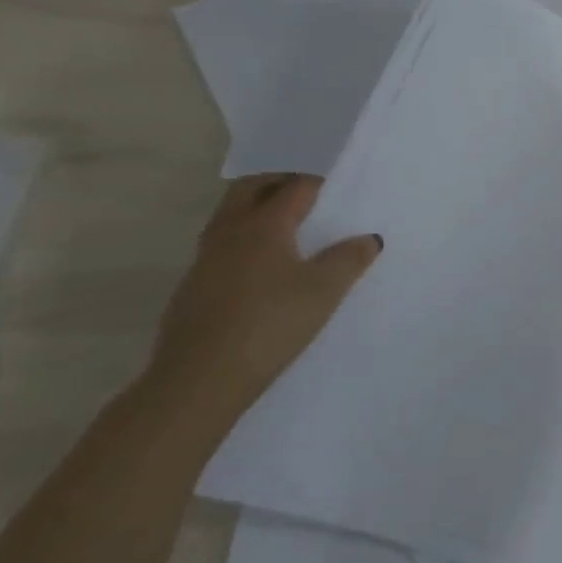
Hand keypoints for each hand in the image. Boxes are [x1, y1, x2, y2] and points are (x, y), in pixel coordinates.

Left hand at [143, 174, 381, 437]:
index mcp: (263, 225)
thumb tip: (368, 238)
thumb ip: (349, 259)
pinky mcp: (193, 289)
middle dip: (278, 182)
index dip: (319, 182)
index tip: (339, 186)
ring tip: (288, 226)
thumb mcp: (324, 291)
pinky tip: (262, 268)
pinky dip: (244, 241)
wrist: (199, 380)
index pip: (295, 187)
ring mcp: (204, 261)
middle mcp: (229, 233)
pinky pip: (222, 247)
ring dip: (256, 210)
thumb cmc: (270, 324)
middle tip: (307, 192)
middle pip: (250, 189)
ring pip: (230, 217)